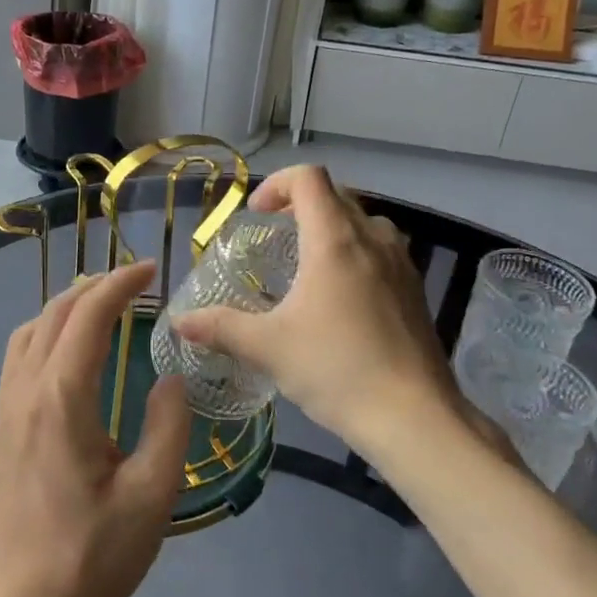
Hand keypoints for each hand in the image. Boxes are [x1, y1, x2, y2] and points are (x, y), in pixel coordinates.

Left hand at [0, 260, 190, 596]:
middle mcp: (25, 390)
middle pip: (54, 314)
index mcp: (61, 397)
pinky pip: (18, 358)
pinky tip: (68, 355)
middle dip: (94, 287)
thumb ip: (168, 426)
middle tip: (134, 282)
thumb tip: (172, 377)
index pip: (88, 315)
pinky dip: (46, 333)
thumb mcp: (151, 497)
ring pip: (29, 332)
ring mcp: (4, 410)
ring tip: (102, 307)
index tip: (151, 271)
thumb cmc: (88, 559)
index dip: (119, 284)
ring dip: (65, 307)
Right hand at [173, 166, 502, 458]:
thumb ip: (221, 328)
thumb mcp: (268, 348)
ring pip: (363, 222)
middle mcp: (372, 239)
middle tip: (275, 237)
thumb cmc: (337, 370)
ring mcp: (401, 264)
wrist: (415, 418)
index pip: (308, 178)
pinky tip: (340, 299)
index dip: (277, 184)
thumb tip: (180, 322)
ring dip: (332, 228)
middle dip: (300, 205)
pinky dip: (356, 254)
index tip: (257, 215)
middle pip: (336, 195)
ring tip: (308, 265)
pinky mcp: (416, 290)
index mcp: (334, 241)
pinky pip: (382, 251)